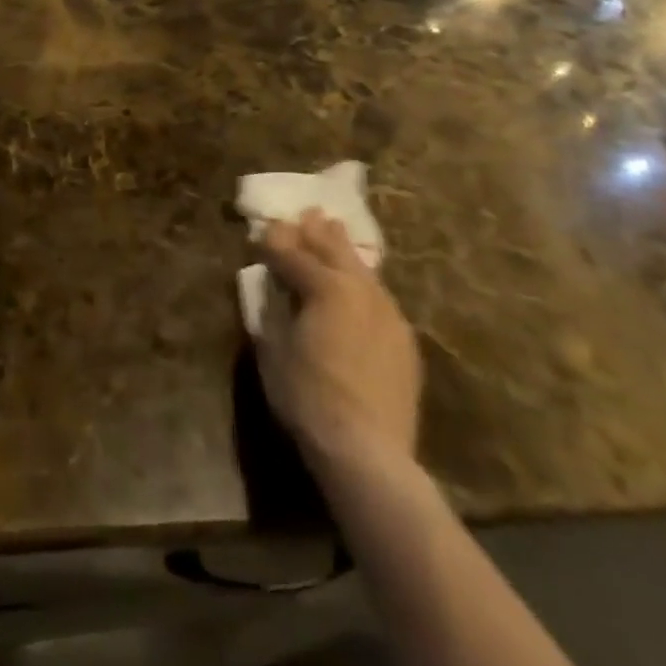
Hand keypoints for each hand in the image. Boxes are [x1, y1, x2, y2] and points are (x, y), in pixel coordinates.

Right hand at [256, 210, 421, 475]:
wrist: (368, 451)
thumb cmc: (307, 397)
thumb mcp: (274, 349)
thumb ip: (274, 307)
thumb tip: (273, 284)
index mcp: (326, 287)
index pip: (293, 254)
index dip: (274, 242)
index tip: (262, 231)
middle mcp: (361, 289)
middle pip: (335, 250)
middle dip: (316, 232)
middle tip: (307, 213)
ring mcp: (388, 313)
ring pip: (362, 269)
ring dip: (344, 250)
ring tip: (334, 232)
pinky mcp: (404, 339)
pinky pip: (379, 296)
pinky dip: (363, 282)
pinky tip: (359, 285)